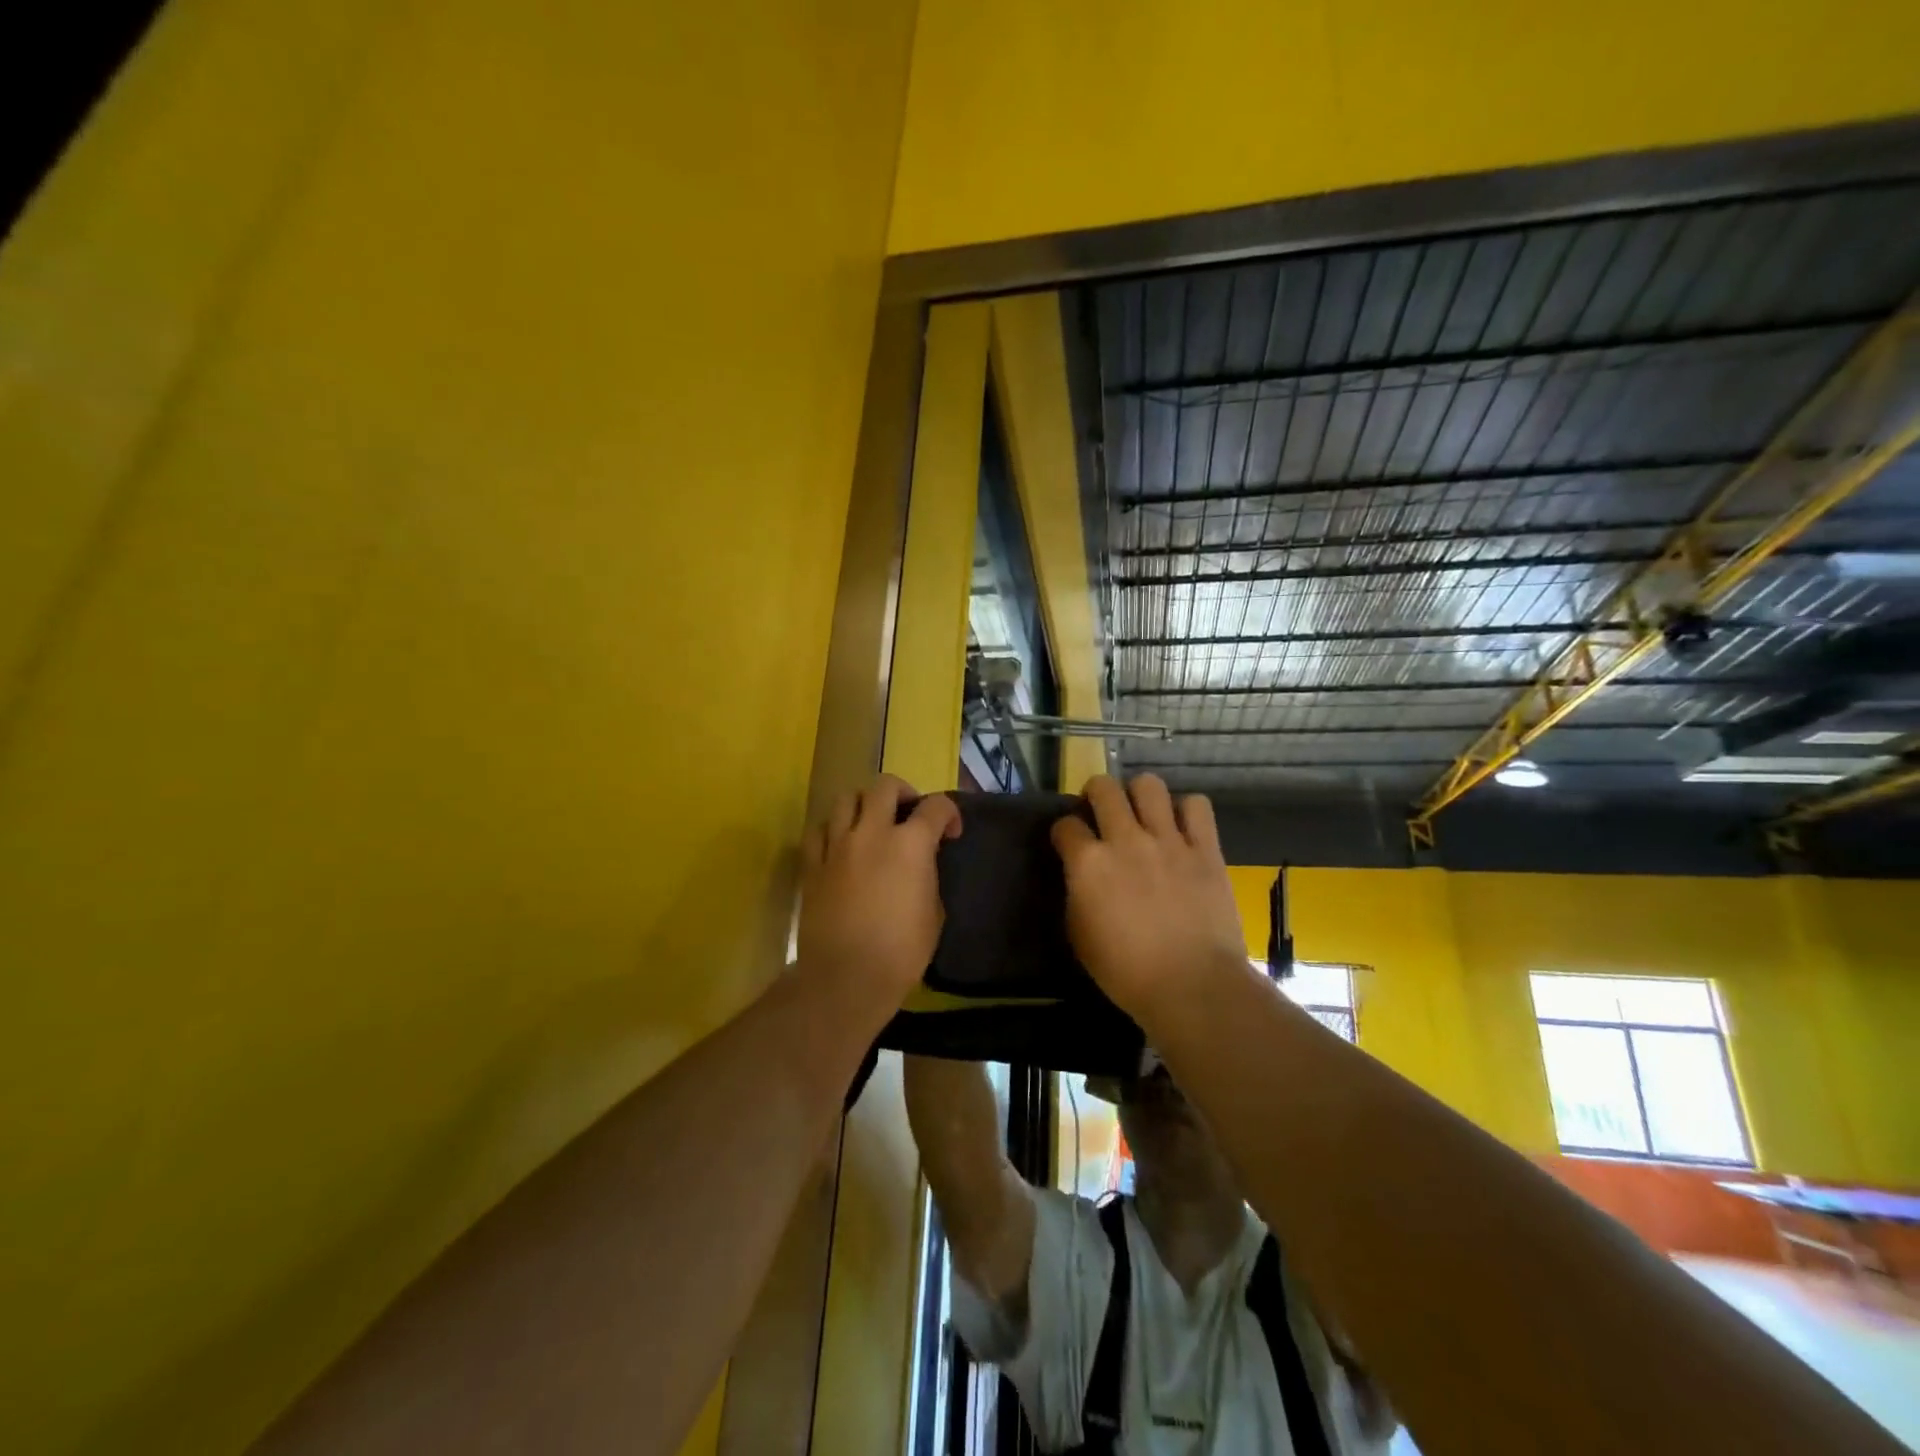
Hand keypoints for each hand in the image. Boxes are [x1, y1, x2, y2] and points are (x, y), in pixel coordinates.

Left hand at [798, 774, 960, 1019]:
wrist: (846, 978)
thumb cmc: (901, 952)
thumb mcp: (934, 914)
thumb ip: (928, 877)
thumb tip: (920, 867)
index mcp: (910, 844)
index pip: (935, 806)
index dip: (950, 814)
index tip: (951, 833)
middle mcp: (872, 833)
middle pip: (885, 786)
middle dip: (903, 793)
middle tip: (909, 814)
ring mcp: (837, 846)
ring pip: (846, 798)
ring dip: (864, 804)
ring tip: (871, 823)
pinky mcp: (812, 865)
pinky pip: (819, 830)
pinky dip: (833, 829)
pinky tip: (841, 845)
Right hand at [1051, 775, 1247, 1019]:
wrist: (1192, 985)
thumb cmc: (1126, 972)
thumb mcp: (1080, 936)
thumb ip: (1077, 894)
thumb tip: (1082, 877)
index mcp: (1088, 863)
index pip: (1065, 825)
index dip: (1064, 832)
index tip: (1069, 843)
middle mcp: (1125, 840)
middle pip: (1103, 788)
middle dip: (1095, 794)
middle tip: (1101, 813)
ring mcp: (1168, 840)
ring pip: (1149, 785)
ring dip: (1140, 795)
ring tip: (1143, 815)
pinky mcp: (1205, 848)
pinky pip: (1197, 806)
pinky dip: (1186, 811)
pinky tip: (1182, 829)